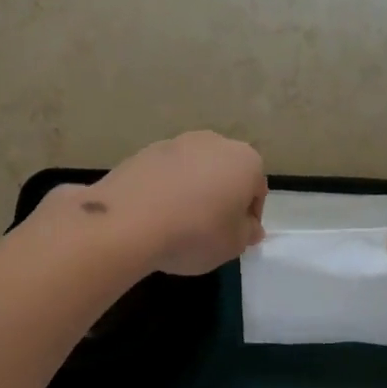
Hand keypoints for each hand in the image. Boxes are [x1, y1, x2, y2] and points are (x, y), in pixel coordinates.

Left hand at [75, 132, 266, 275]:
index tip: (235, 239)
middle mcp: (214, 142)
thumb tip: (249, 227)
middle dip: (221, 198)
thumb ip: (247, 233)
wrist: (129, 221)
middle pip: (225, 173)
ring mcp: (176, 142)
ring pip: (194, 170)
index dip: (249, 218)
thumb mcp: (233, 245)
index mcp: (245, 160)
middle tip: (209, 230)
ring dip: (192, 191)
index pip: (257, 190)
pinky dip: (165, 189)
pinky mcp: (144, 151)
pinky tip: (154, 215)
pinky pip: (165, 173)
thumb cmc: (196, 232)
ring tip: (178, 223)